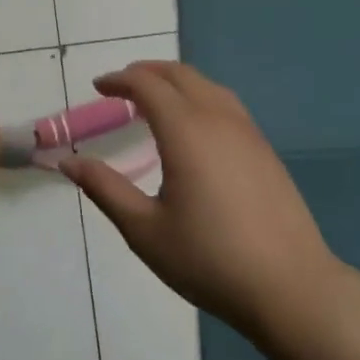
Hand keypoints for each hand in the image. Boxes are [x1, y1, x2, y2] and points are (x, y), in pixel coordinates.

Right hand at [60, 62, 339, 343]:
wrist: (290, 287)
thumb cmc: (208, 260)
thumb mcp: (144, 230)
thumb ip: (105, 189)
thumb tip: (69, 162)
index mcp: (186, 131)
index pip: (147, 86)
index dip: (120, 80)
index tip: (98, 87)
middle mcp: (219, 119)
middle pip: (180, 75)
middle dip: (147, 72)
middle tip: (121, 86)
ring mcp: (248, 133)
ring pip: (208, 86)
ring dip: (176, 81)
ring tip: (154, 99)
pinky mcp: (265, 151)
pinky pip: (227, 105)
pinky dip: (200, 97)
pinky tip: (194, 126)